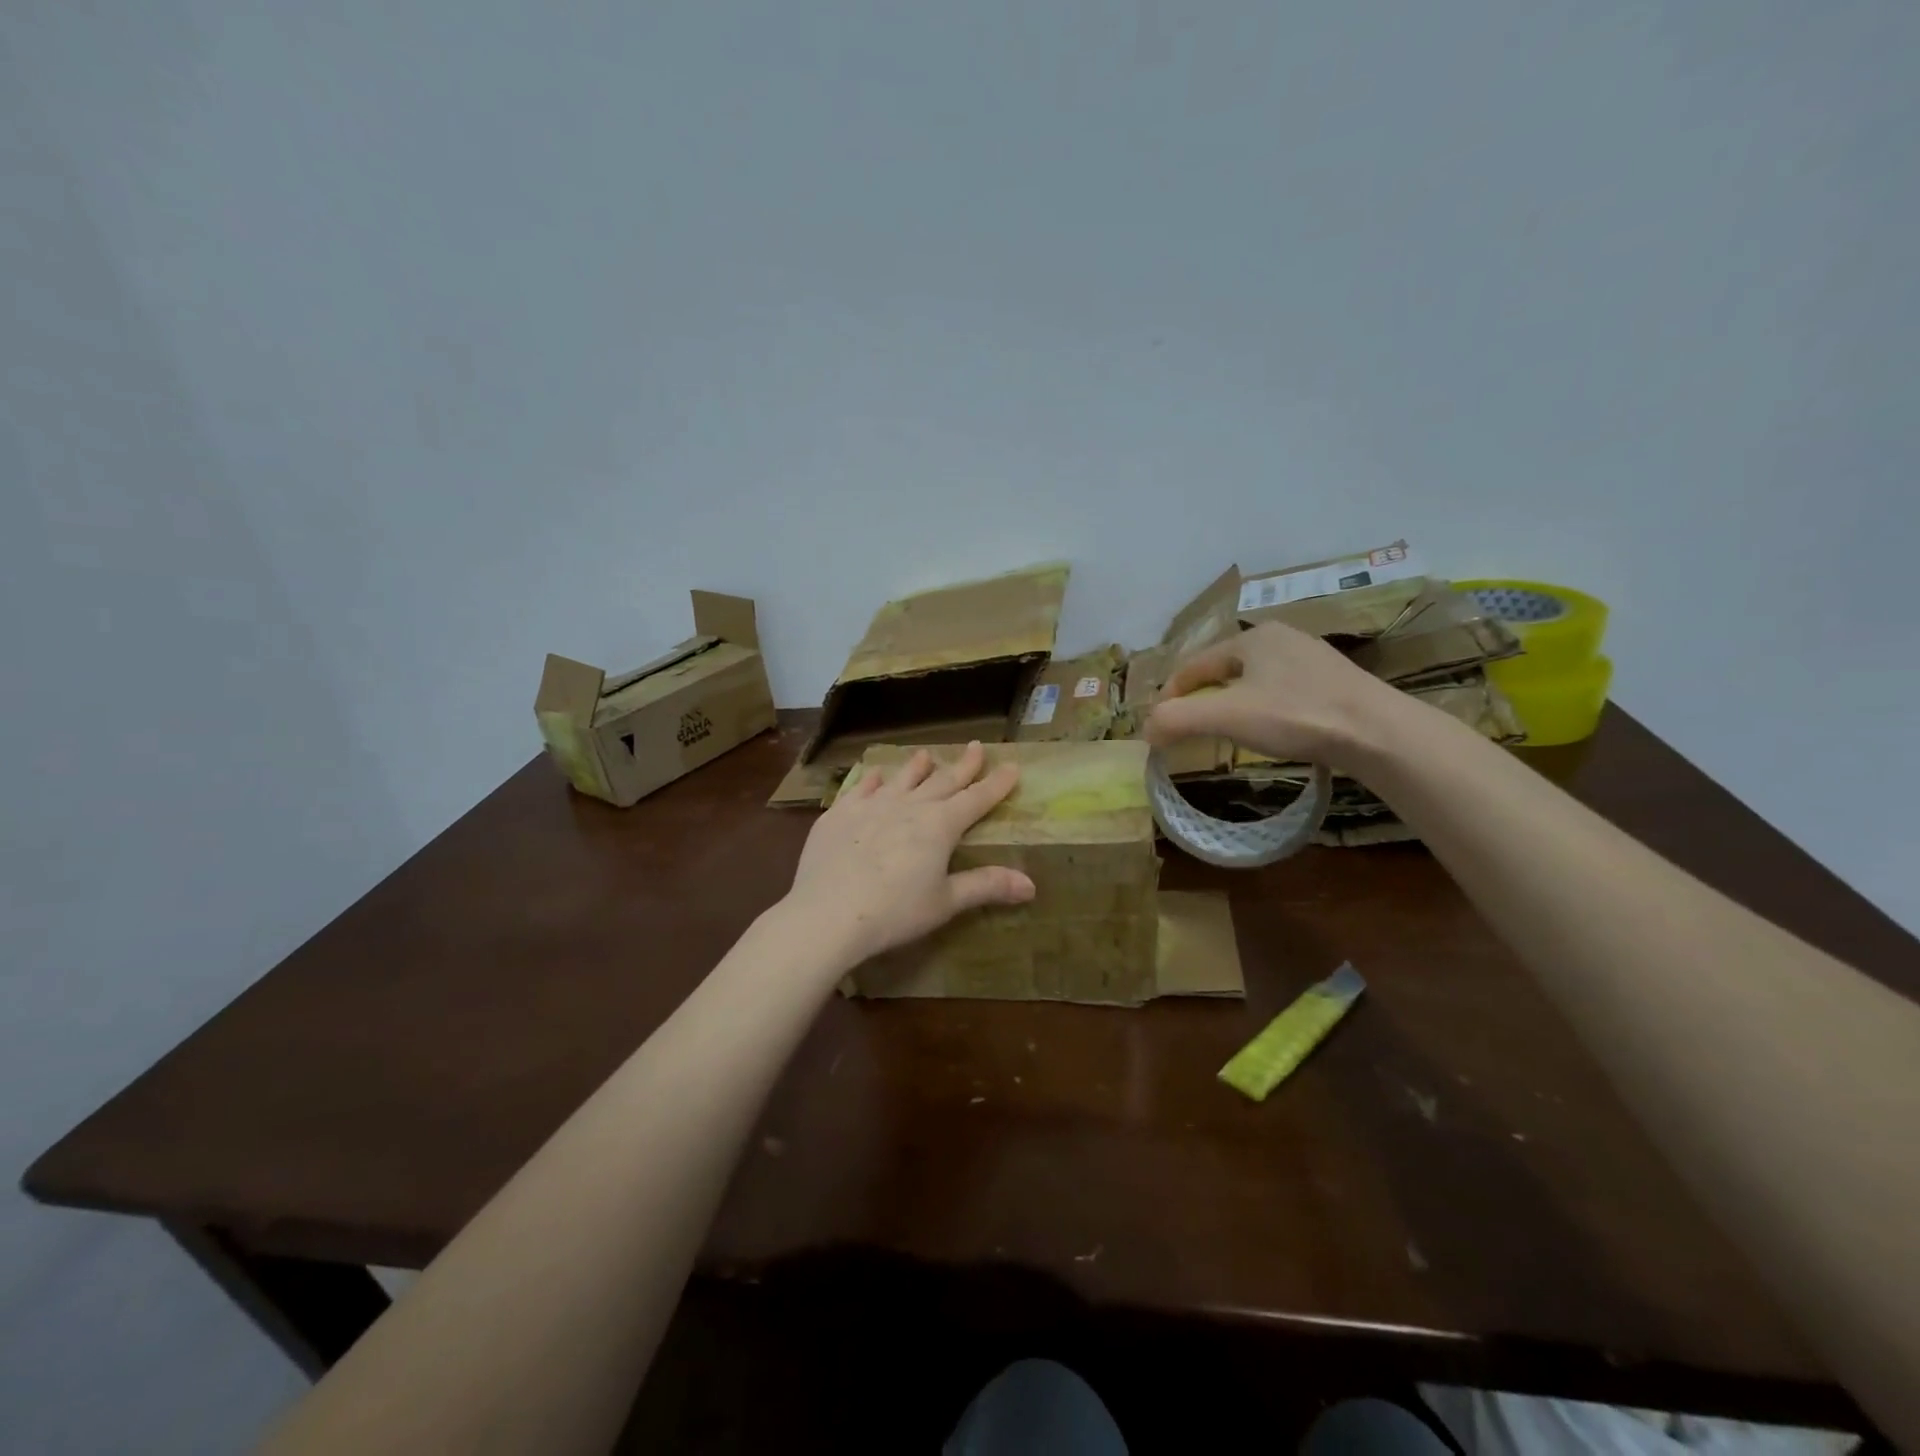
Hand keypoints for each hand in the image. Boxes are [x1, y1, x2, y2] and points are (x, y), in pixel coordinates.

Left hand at [783, 742, 1035, 966]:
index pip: (976, 799)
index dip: (996, 784)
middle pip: (942, 781)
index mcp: (939, 826)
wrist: (828, 914)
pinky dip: (871, 780)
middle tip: (975, 747)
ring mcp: (871, 806)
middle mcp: (908, 807)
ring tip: (925, 755)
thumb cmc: (894, 912)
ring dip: (916, 767)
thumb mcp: (945, 902)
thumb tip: (1031, 884)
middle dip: (962, 766)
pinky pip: (860, 789)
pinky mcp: (838, 815)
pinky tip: (873, 774)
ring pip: (901, 779)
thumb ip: (986, 886)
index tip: (1011, 765)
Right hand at [1143, 621, 1402, 763]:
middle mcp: (1281, 638)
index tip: (1158, 723)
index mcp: (1252, 637)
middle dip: (1201, 696)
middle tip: (1188, 726)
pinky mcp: (1334, 682)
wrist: (1377, 732)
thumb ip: (1177, 719)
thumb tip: (1146, 730)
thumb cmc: (1295, 715)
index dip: (1170, 693)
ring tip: (1224, 730)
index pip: (1194, 664)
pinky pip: (1282, 691)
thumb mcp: (1226, 717)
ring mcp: (1311, 658)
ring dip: (1232, 702)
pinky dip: (1263, 708)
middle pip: (1223, 669)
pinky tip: (1270, 729)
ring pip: (1254, 679)